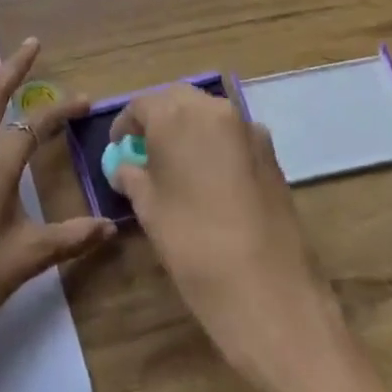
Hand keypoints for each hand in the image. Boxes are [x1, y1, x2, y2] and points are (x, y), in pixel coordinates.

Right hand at [110, 85, 337, 373]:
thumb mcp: (149, 209)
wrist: (269, 291)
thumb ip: (133, 177)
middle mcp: (215, 109)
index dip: (125, 125)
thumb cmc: (193, 244)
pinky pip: (233, 136)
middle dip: (158, 119)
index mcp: (177, 115)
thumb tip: (125, 167)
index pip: (141, 104)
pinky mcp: (272, 154)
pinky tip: (210, 182)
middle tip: (145, 151)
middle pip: (178, 100)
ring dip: (189, 130)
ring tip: (176, 167)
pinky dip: (216, 146)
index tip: (118, 148)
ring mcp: (249, 130)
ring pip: (209, 115)